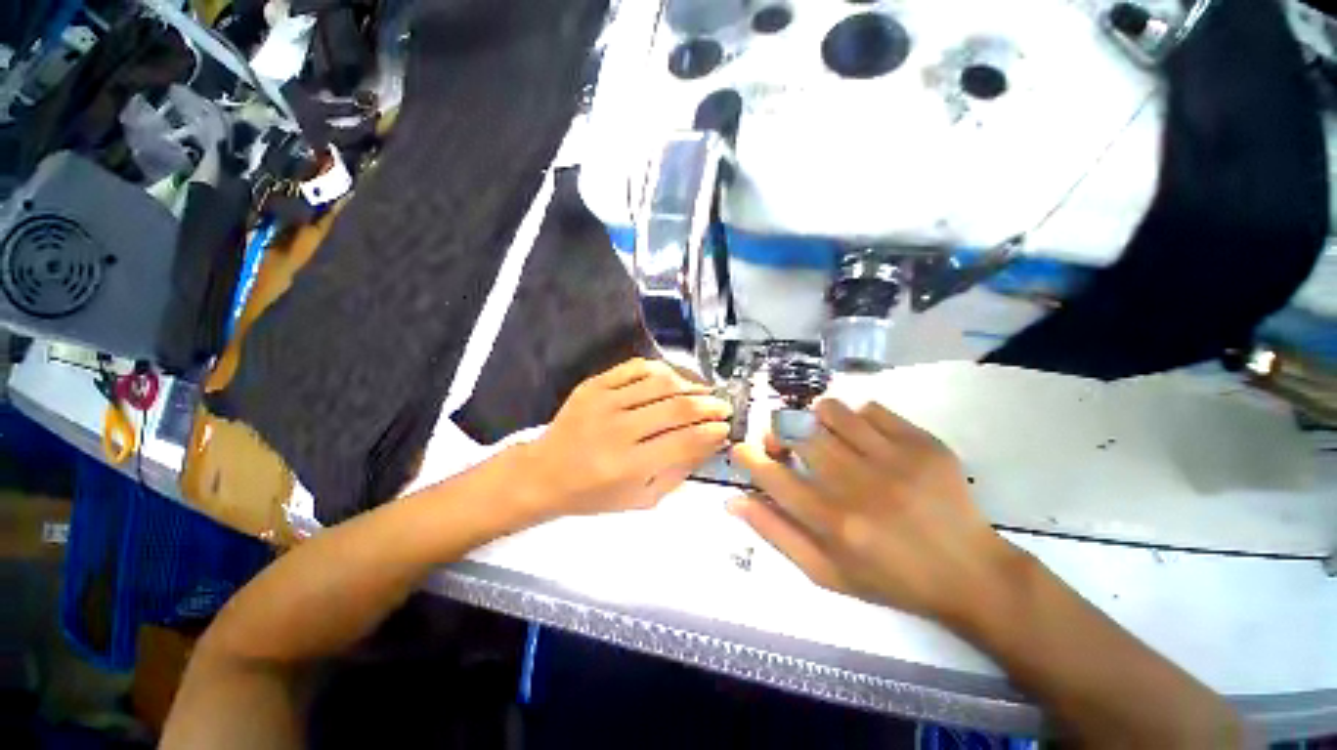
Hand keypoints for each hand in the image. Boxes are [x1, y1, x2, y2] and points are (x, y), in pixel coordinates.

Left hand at [516, 358, 731, 519]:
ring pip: (659, 383)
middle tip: (723, 406)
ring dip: (689, 385)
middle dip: (709, 405)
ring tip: (702, 392)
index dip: (711, 432)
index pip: (684, 442)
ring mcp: (603, 402)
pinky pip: (635, 367)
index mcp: (629, 466)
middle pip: (676, 408)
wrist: (543, 473)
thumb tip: (708, 443)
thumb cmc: (594, 494)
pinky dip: (660, 370)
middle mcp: (618, 431)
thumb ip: (677, 473)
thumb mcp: (640, 498)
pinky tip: (672, 379)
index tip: (725, 428)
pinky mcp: (593, 385)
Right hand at [730, 399, 1026, 627]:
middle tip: (785, 446)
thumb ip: (776, 534)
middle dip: (779, 434)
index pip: (771, 476)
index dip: (748, 457)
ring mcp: (894, 459)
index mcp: (833, 522)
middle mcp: (859, 485)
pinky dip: (857, 418)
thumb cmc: (891, 579)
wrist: (970, 573)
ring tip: (823, 437)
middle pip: (798, 434)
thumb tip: (734, 500)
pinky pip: (871, 409)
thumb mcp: (825, 572)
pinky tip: (864, 439)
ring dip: (815, 420)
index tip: (741, 451)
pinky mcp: (922, 444)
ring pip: (831, 411)